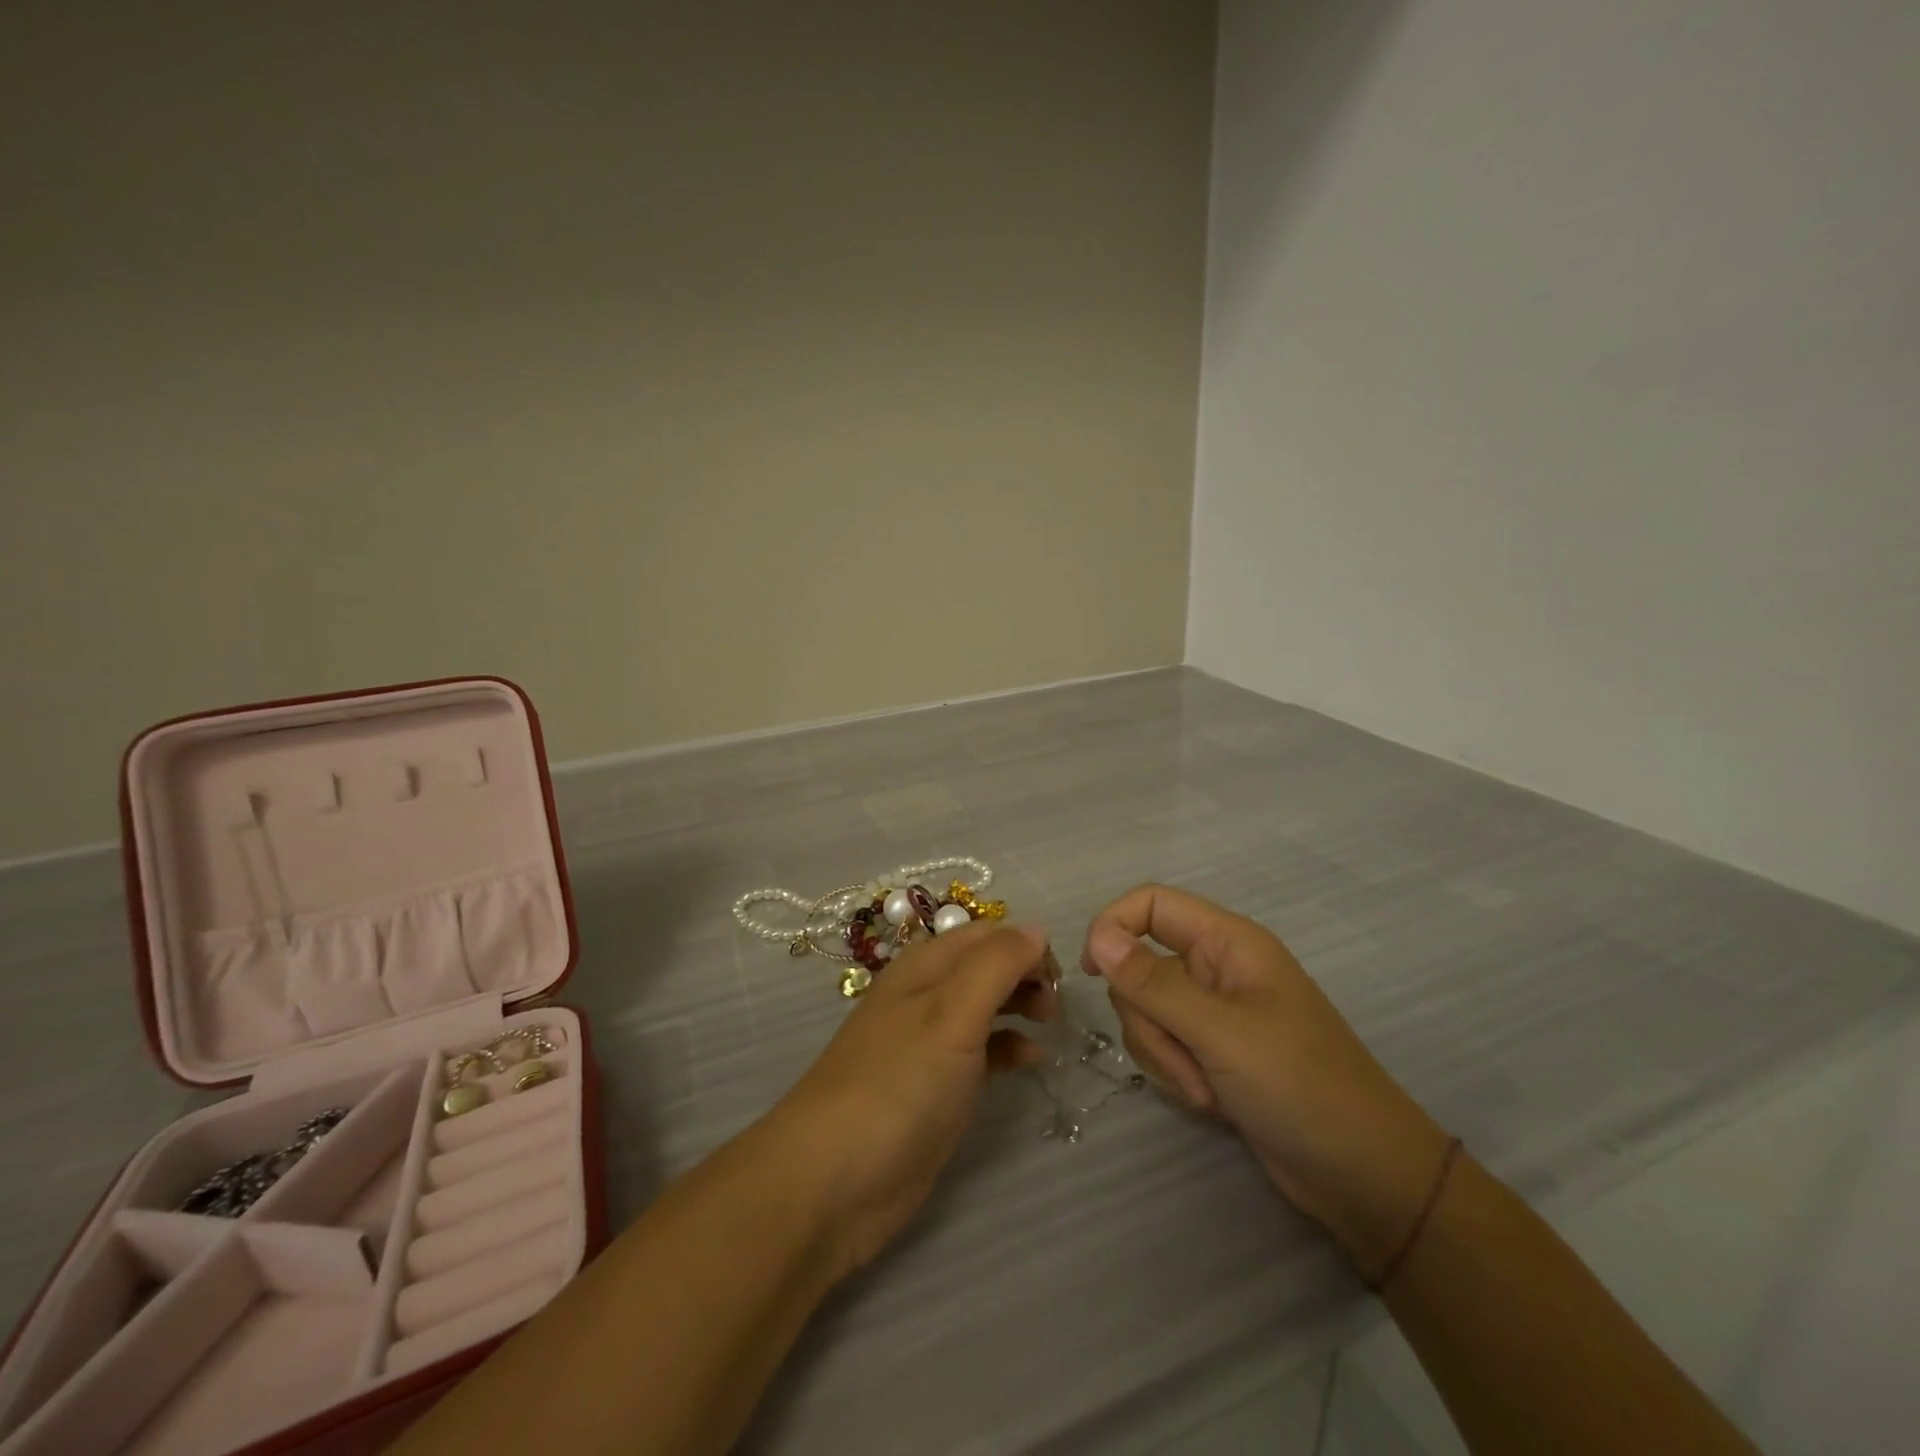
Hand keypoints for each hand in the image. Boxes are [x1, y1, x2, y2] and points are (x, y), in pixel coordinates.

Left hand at [769, 920, 1056, 1278]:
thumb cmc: (898, 1083)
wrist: (834, 1180)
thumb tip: (1037, 931)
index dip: (1025, 945)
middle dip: (1027, 974)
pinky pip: (983, 1051)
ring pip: (987, 1005)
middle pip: (987, 965)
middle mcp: (928, 995)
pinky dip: (1010, 1047)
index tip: (1059, 977)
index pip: (987, 933)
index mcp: (926, 966)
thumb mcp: (951, 1013)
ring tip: (1050, 1025)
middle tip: (1056, 1005)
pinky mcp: (938, 1086)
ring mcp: (932, 1042)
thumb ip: (996, 966)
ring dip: (1021, 1006)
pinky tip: (1031, 1061)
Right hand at [1081, 884, 1451, 1277]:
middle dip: (1148, 1019)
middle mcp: (1215, 969)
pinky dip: (1176, 1074)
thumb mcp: (1220, 1032)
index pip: (1151, 904)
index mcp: (1227, 943)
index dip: (1114, 926)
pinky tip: (1212, 1103)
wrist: (1363, 1176)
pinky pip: (1165, 1046)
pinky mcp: (1211, 1053)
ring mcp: (1213, 1013)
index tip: (1091, 972)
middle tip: (1185, 1058)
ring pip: (1146, 1011)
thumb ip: (1152, 983)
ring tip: (1207, 1090)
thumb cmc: (1300, 1086)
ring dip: (1164, 1054)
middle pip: (1140, 966)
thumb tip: (1097, 937)